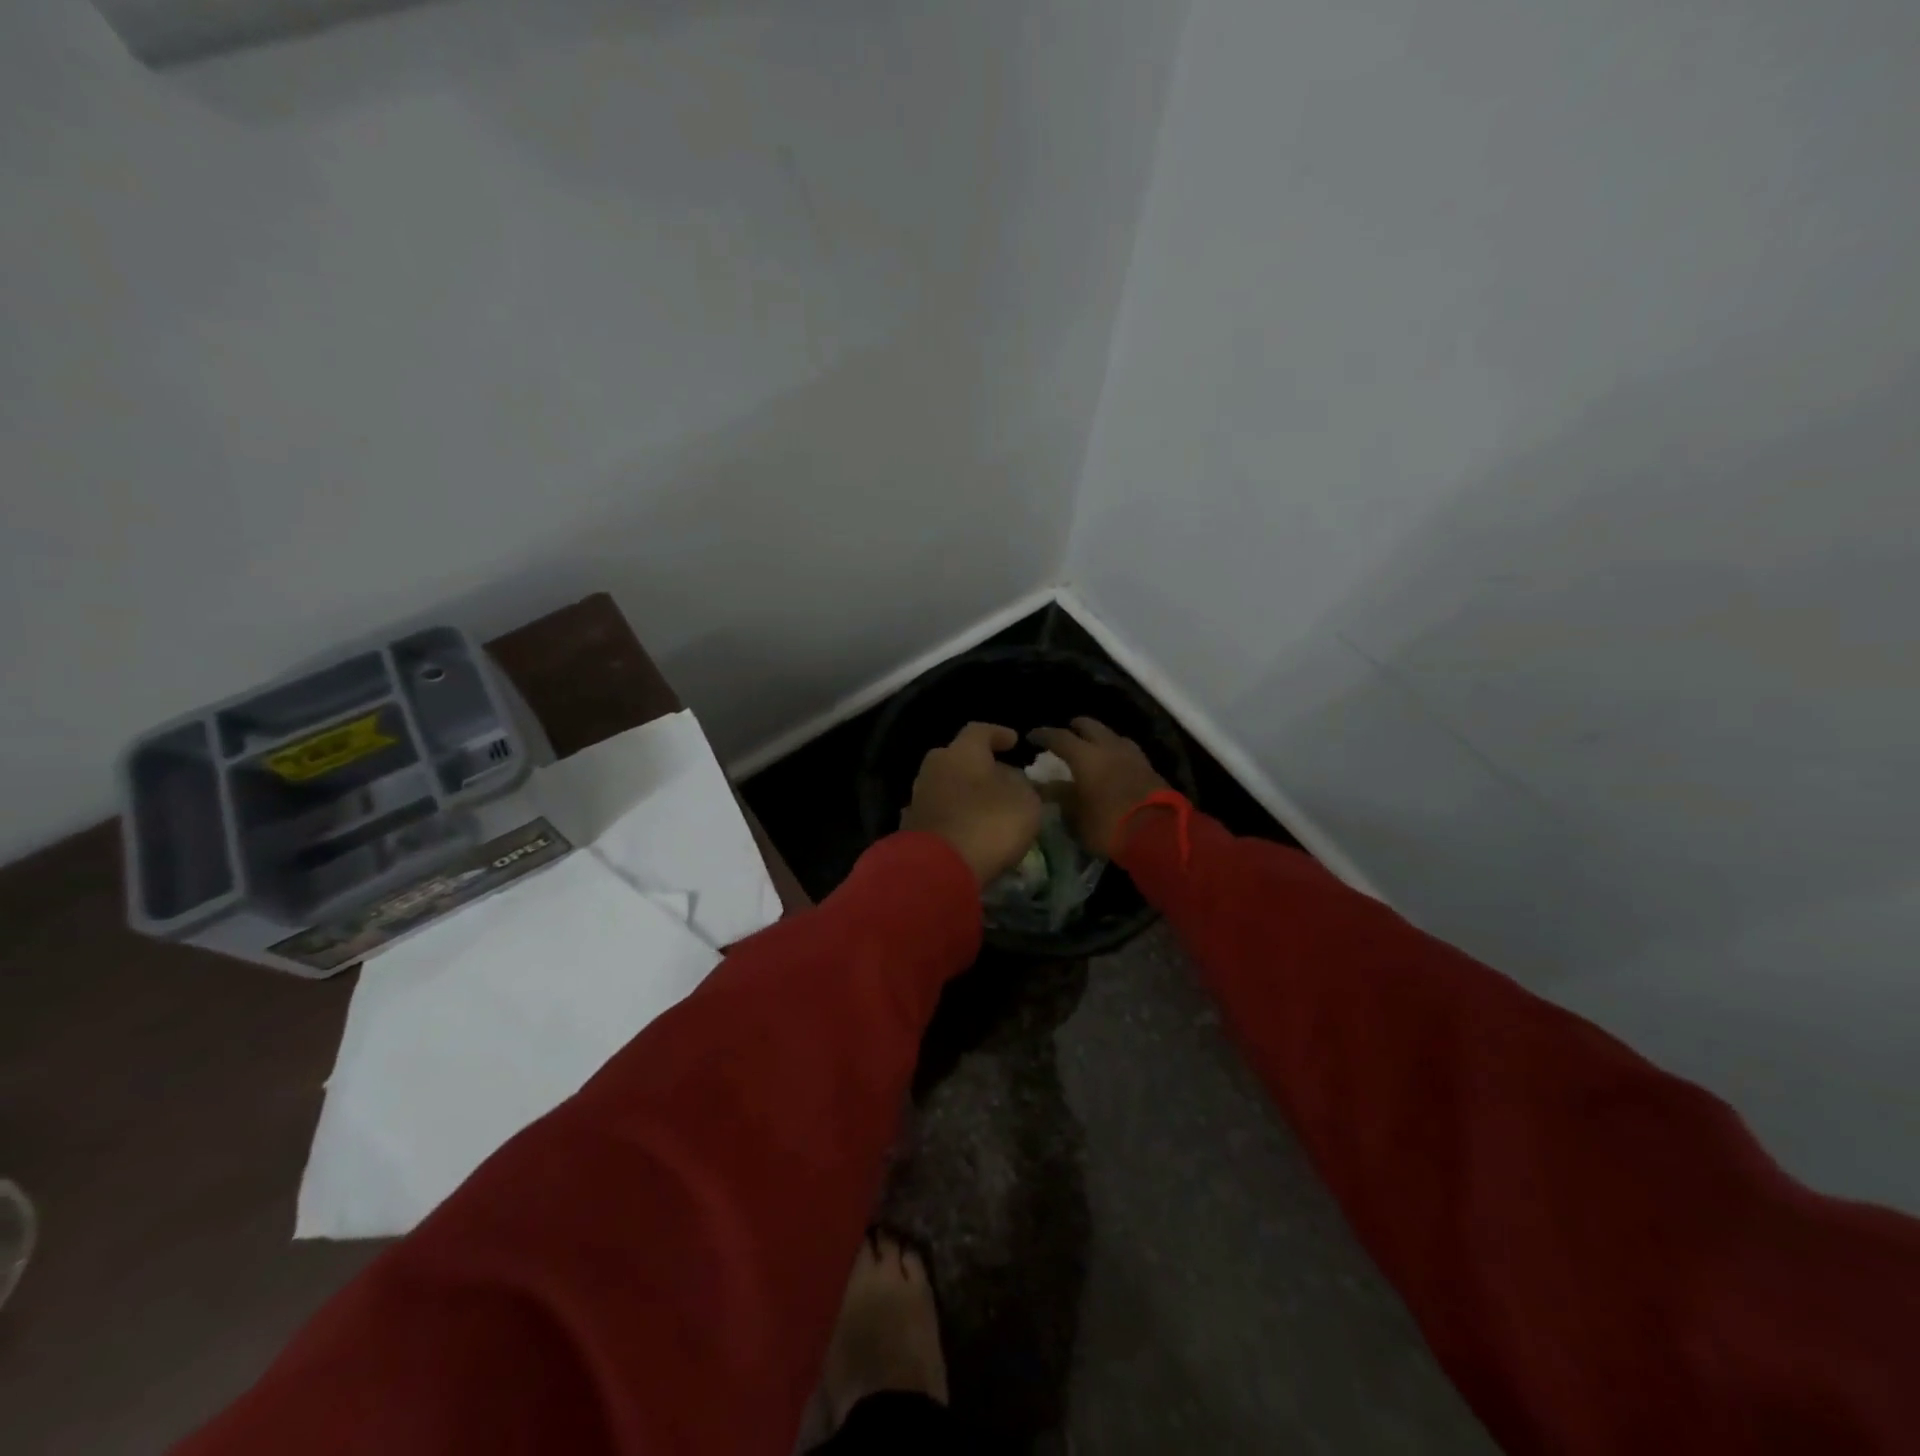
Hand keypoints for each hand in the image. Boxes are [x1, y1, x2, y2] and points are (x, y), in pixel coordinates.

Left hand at [900, 723, 1043, 884]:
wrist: (938, 868)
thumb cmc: (988, 824)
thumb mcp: (1025, 802)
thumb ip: (1022, 785)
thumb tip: (1010, 780)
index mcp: (961, 752)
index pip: (980, 731)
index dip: (999, 734)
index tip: (1014, 741)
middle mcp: (934, 767)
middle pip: (957, 757)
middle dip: (978, 765)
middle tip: (999, 776)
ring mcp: (918, 797)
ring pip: (945, 785)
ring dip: (964, 792)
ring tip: (986, 806)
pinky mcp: (911, 826)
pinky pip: (938, 812)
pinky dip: (953, 815)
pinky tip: (967, 828)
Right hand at [1027, 718, 1169, 858]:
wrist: (1159, 834)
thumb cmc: (1108, 825)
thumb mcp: (1076, 816)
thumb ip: (1060, 797)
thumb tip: (1045, 787)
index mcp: (1085, 756)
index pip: (1059, 737)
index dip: (1043, 735)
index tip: (1032, 736)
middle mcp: (1108, 747)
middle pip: (1089, 726)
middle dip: (1074, 728)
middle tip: (1064, 736)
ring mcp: (1132, 755)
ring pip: (1111, 735)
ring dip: (1098, 738)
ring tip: (1090, 749)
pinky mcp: (1148, 767)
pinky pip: (1126, 750)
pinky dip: (1114, 751)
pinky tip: (1112, 763)